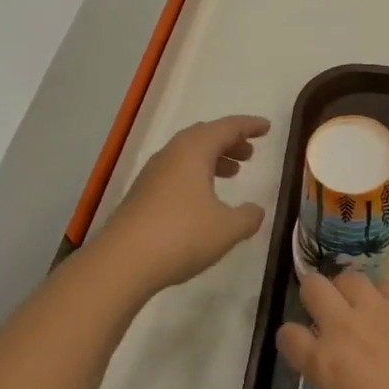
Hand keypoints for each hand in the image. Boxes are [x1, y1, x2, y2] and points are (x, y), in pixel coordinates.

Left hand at [101, 115, 269, 291]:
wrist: (122, 262)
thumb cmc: (181, 236)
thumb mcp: (227, 229)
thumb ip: (248, 217)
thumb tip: (256, 210)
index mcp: (193, 152)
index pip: (226, 128)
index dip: (248, 126)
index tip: (266, 127)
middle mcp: (170, 156)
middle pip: (203, 137)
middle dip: (229, 142)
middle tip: (249, 153)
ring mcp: (152, 175)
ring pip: (187, 155)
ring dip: (212, 159)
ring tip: (232, 174)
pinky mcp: (141, 196)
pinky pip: (175, 174)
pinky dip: (195, 176)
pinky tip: (204, 200)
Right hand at [276, 271, 388, 388]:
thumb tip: (349, 379)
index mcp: (324, 367)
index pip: (287, 336)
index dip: (292, 341)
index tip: (303, 349)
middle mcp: (344, 329)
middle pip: (312, 287)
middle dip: (314, 297)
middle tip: (328, 315)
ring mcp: (380, 312)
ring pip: (349, 277)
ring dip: (348, 291)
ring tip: (361, 309)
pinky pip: (386, 285)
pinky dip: (382, 295)